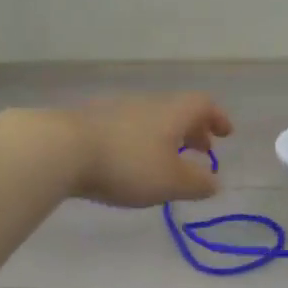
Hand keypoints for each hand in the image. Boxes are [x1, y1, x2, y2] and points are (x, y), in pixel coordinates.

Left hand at [59, 93, 232, 207]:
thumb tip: (215, 183)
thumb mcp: (171, 182)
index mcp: (173, 113)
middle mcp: (147, 104)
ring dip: (165, 137)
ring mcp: (116, 110)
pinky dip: (140, 142)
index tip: (226, 134)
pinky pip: (127, 128)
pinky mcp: (90, 122)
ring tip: (166, 161)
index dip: (218, 118)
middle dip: (193, 130)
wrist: (62, 149)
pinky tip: (130, 162)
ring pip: (151, 119)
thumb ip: (198, 184)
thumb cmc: (128, 164)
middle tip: (201, 150)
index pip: (203, 105)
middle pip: (177, 111)